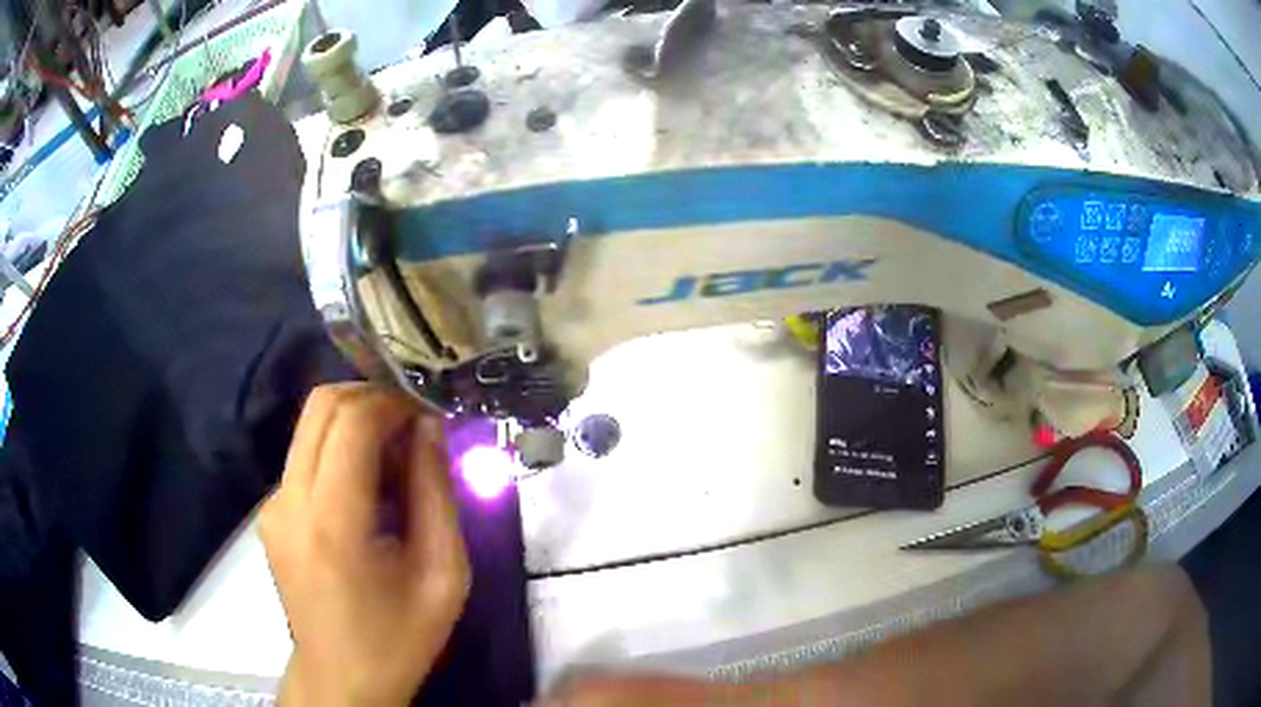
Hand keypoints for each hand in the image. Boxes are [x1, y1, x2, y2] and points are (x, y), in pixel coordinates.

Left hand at [261, 384, 469, 705]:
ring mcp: (272, 505)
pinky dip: (339, 450)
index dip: (394, 400)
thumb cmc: (399, 637)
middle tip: (414, 426)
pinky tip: (366, 491)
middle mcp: (289, 501)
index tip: (429, 412)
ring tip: (394, 461)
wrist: (341, 678)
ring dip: (355, 423)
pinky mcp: (269, 513)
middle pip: (322, 405)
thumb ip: (437, 493)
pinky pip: (304, 456)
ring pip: (310, 425)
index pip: (352, 419)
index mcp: (332, 522)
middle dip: (373, 399)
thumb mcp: (443, 574)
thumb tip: (429, 425)